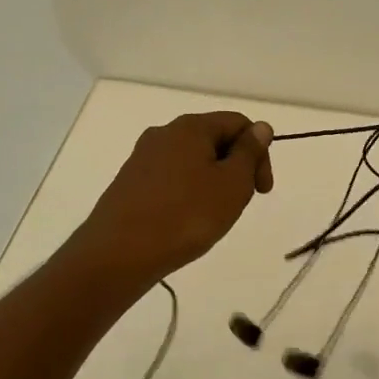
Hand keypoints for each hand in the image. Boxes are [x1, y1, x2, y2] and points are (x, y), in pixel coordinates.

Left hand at [69, 111, 274, 289]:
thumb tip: (260, 127)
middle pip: (214, 139)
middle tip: (239, 204)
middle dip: (234, 167)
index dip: (259, 152)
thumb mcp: (232, 184)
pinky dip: (186, 193)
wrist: (117, 255)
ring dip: (211, 181)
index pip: (238, 123)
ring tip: (211, 217)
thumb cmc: (184, 216)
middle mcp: (164, 133)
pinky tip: (184, 222)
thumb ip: (249, 152)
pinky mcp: (129, 182)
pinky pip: (170, 178)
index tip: (262, 190)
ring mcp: (142, 157)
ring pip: (191, 160)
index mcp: (191, 126)